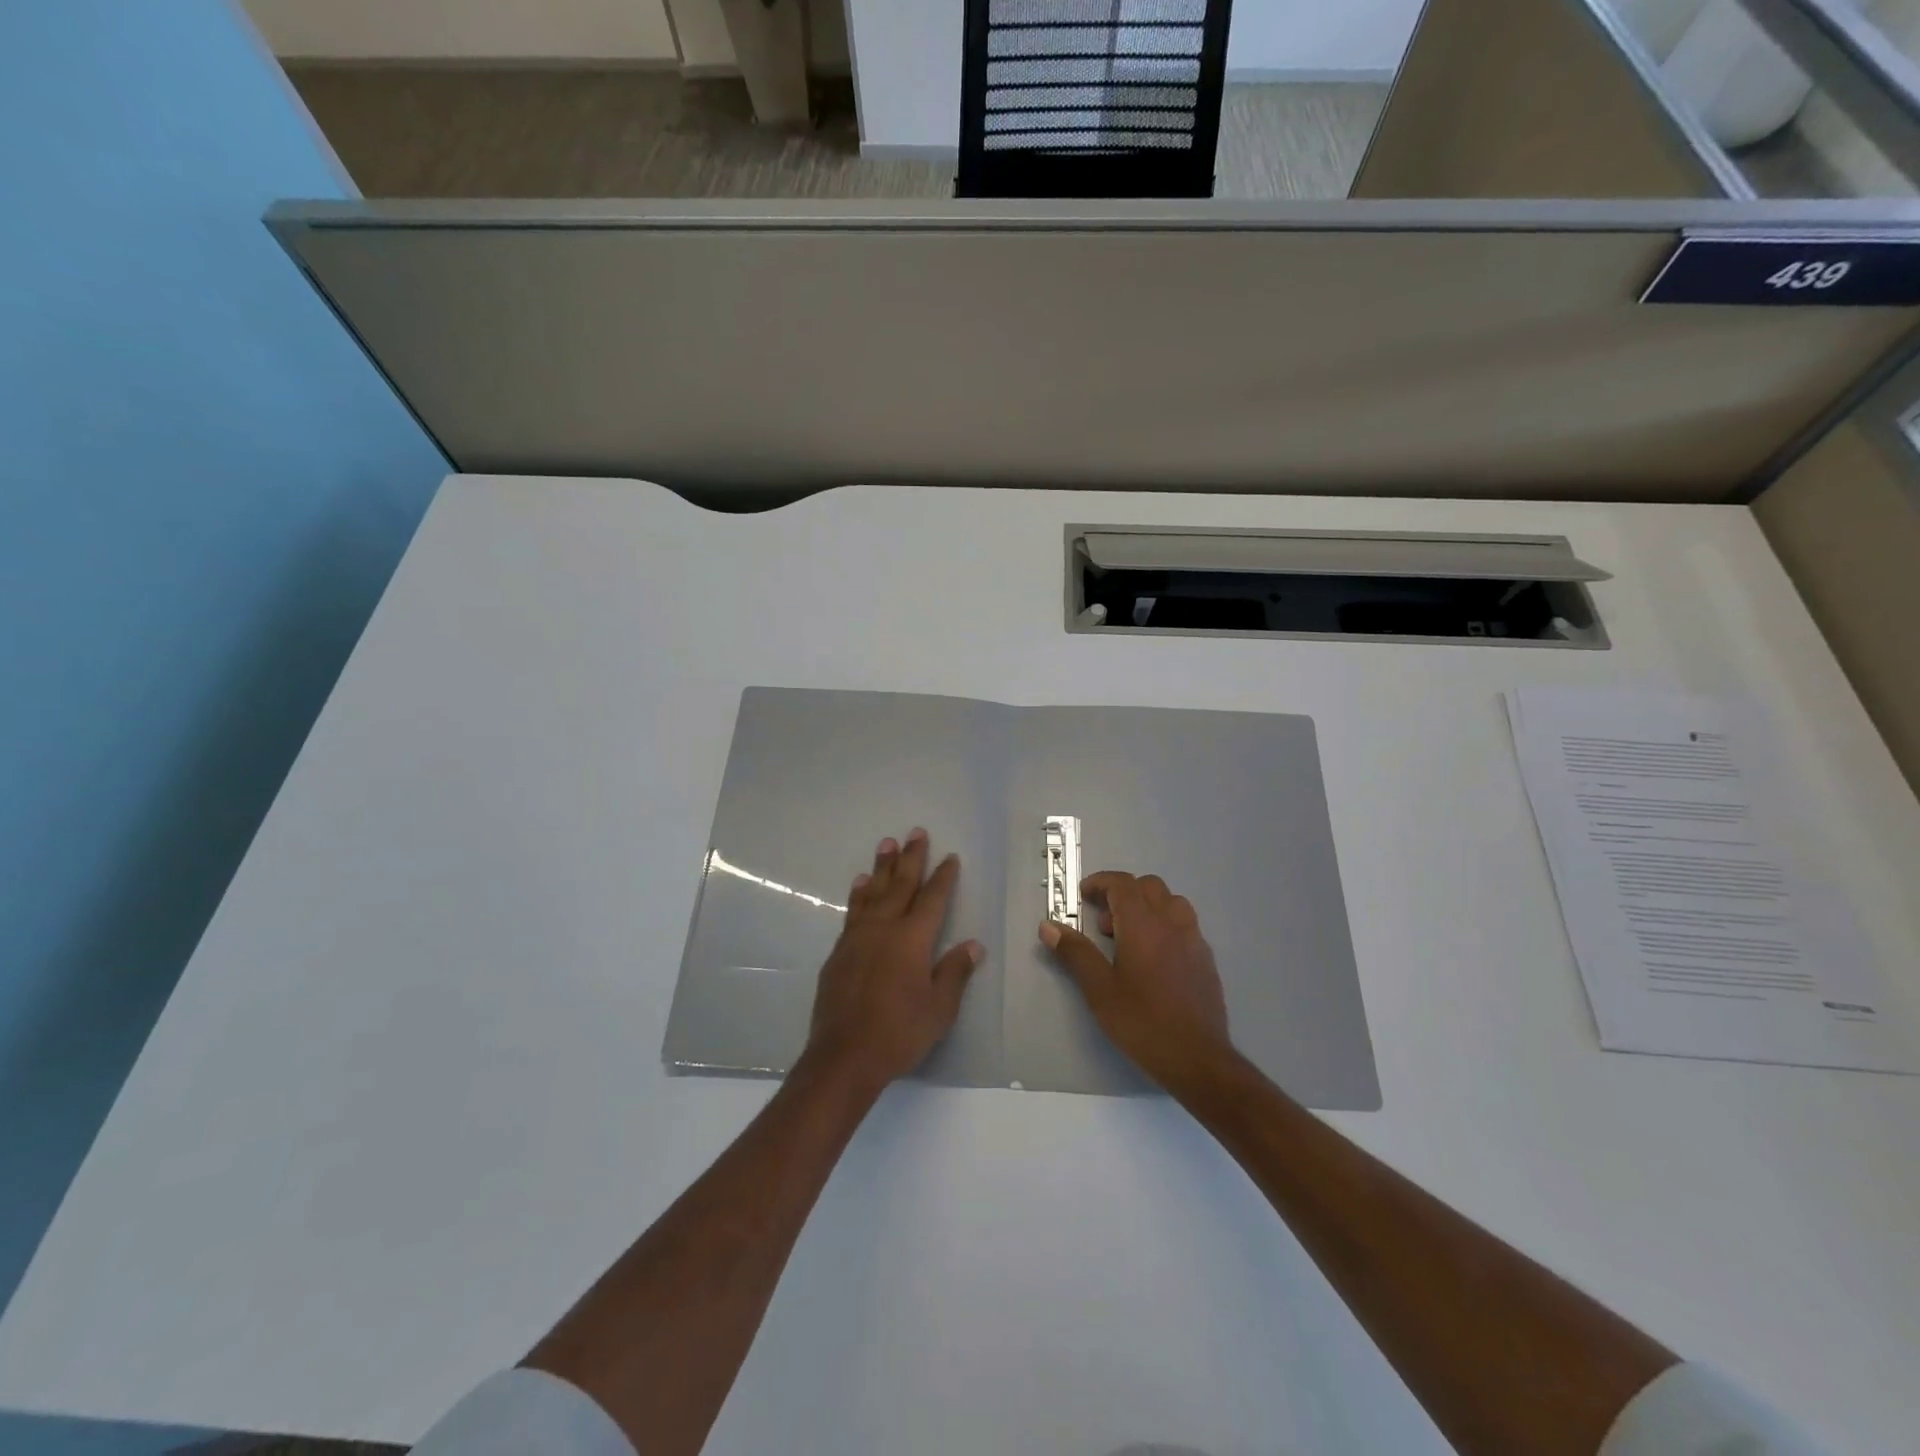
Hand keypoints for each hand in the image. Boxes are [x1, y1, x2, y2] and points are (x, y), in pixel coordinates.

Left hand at [804, 828, 983, 1094]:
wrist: (843, 1056)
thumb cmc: (899, 1033)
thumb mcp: (939, 1008)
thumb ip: (955, 972)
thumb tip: (972, 945)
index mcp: (913, 939)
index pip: (933, 898)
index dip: (943, 877)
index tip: (950, 857)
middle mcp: (884, 928)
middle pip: (900, 884)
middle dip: (910, 858)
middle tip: (915, 832)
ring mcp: (857, 938)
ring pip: (872, 892)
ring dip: (881, 867)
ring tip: (886, 844)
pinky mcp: (839, 952)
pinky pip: (853, 911)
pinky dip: (858, 894)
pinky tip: (859, 885)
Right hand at [1039, 871, 1233, 1090]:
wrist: (1197, 1058)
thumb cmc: (1142, 1022)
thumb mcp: (1099, 989)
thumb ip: (1075, 953)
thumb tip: (1048, 926)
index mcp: (1143, 925)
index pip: (1122, 884)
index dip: (1100, 883)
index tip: (1082, 897)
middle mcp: (1172, 923)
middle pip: (1148, 886)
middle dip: (1122, 893)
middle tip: (1103, 921)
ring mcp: (1194, 939)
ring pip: (1171, 902)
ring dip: (1147, 906)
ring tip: (1129, 936)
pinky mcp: (1206, 959)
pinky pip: (1185, 924)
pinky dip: (1165, 925)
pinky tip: (1154, 957)